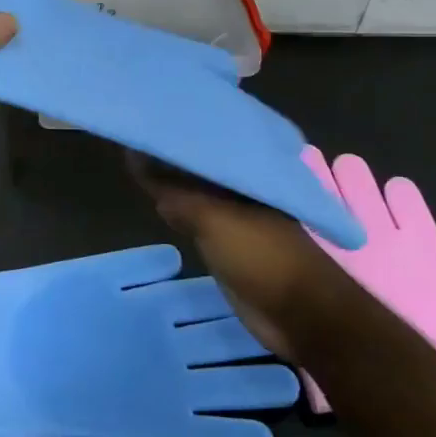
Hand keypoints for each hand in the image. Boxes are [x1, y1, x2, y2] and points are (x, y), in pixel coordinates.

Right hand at [130, 152, 336, 361]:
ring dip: (172, 183)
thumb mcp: (213, 218)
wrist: (299, 315)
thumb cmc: (262, 256)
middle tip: (136, 137)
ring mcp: (235, 218)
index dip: (179, 134)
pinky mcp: (227, 244)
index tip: (148, 121)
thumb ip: (176, 192)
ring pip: (196, 193)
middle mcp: (241, 190)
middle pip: (200, 167)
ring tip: (136, 162)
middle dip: (172, 156)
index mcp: (246, 174)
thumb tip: (139, 164)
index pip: (206, 144)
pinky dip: (177, 209)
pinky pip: (195, 218)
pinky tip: (157, 202)